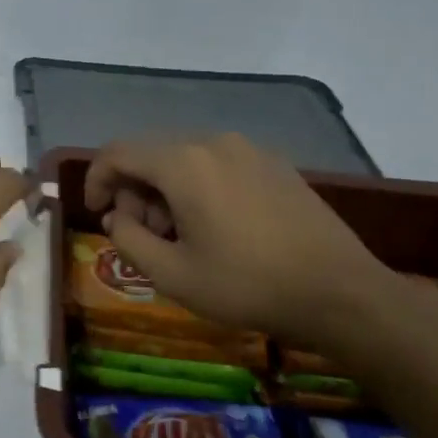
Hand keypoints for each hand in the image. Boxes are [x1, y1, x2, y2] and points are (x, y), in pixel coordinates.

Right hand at [84, 134, 399, 348]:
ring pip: (184, 159)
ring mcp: (249, 150)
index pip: (117, 153)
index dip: (95, 180)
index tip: (97, 214)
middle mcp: (213, 143)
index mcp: (183, 163)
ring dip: (165, 191)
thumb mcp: (172, 274)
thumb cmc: (248, 285)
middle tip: (142, 236)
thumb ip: (128, 240)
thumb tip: (117, 218)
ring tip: (178, 236)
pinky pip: (217, 165)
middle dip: (133, 192)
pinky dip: (197, 187)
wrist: (342, 294)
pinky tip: (214, 227)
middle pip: (150, 154)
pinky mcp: (274, 164)